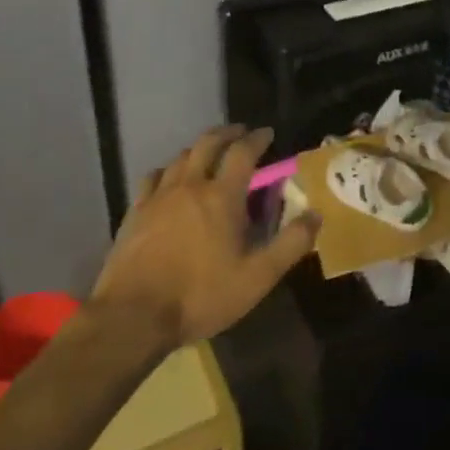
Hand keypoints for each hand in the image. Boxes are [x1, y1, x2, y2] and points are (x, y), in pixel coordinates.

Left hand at [92, 125, 318, 346]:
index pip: (243, 152)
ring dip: (199, 149)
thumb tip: (316, 214)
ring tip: (209, 154)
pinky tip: (169, 179)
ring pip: (181, 157)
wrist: (133, 316)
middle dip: (227, 133)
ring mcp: (159, 196)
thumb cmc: (201, 296)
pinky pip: (154, 177)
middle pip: (208, 143)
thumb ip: (290, 244)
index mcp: (222, 196)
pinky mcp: (135, 212)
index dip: (257, 138)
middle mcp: (191, 185)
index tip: (267, 133)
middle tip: (240, 133)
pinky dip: (168, 170)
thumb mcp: (257, 277)